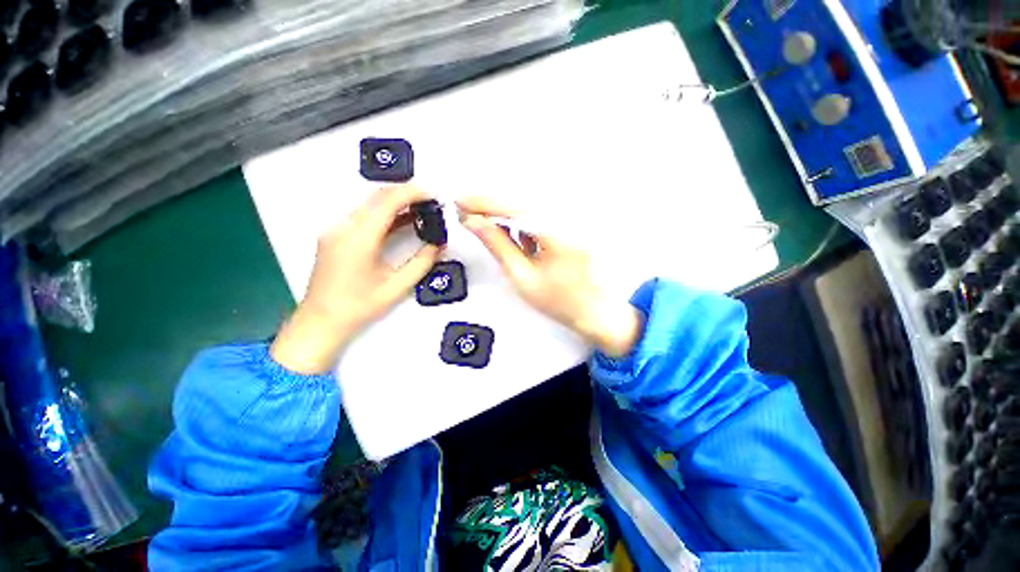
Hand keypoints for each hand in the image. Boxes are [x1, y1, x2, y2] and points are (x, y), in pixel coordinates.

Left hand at [272, 185, 441, 373]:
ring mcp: (336, 230)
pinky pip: (363, 215)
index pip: (387, 202)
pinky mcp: (336, 235)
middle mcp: (344, 227)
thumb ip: (422, 263)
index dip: (412, 193)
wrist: (320, 321)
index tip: (432, 195)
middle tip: (430, 201)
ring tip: (421, 209)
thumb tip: (439, 244)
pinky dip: (385, 213)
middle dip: (406, 193)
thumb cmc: (358, 307)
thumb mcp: (397, 287)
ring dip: (396, 202)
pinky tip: (401, 221)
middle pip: (377, 197)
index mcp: (359, 239)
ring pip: (369, 204)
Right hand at [458, 197, 641, 357]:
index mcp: (556, 231)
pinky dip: (520, 223)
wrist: (594, 310)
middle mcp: (565, 219)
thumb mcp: (522, 276)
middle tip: (466, 212)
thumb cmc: (560, 300)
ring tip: (483, 224)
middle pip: (519, 203)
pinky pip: (538, 217)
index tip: (460, 202)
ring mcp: (569, 221)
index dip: (483, 204)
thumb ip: (498, 245)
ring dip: (504, 215)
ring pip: (528, 209)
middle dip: (490, 207)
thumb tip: (474, 223)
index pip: (512, 208)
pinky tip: (510, 234)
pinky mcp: (568, 226)